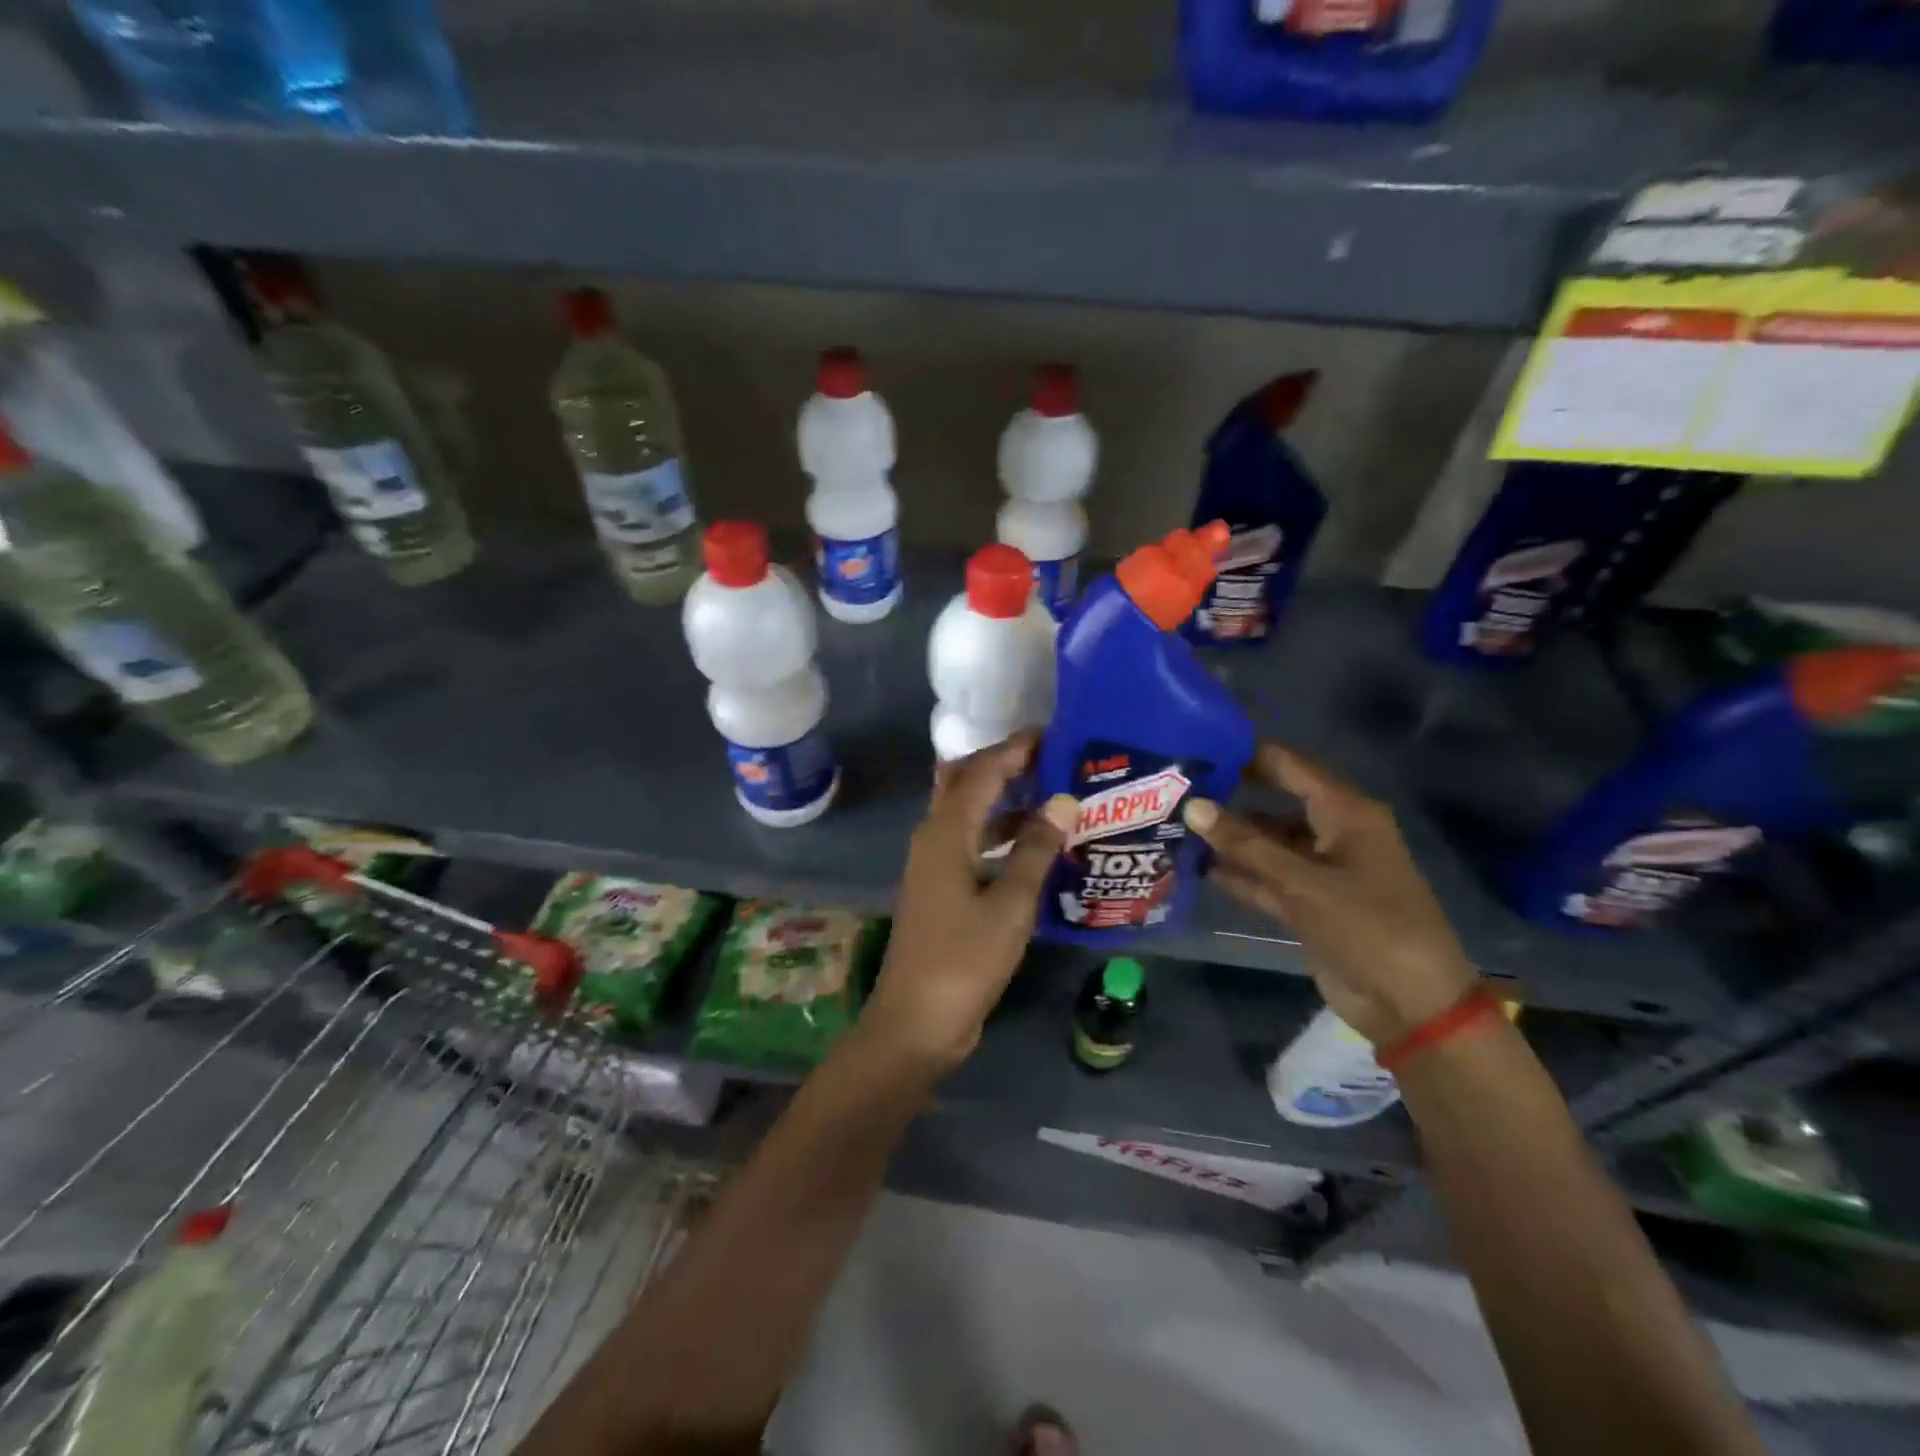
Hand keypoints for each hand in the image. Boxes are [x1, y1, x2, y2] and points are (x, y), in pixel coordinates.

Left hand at [862, 732, 1076, 1071]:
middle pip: (968, 785)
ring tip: (1056, 800)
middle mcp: (934, 838)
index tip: (1052, 734)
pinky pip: (973, 847)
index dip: (1015, 749)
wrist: (915, 1022)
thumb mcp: (1010, 904)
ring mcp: (934, 866)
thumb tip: (1063, 800)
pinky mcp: (941, 891)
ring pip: (971, 817)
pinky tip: (1036, 850)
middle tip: (1053, 762)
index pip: (982, 772)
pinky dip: (1001, 839)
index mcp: (946, 832)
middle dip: (1006, 768)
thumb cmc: (964, 959)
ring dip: (1007, 805)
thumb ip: (1036, 850)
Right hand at [1183, 742, 1480, 1046]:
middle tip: (1174, 792)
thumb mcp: (1303, 882)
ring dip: (1228, 840)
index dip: (1244, 755)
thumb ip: (1246, 844)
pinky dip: (1238, 874)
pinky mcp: (1308, 903)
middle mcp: (1332, 833)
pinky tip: (1197, 868)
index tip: (1196, 748)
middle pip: (1272, 803)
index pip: (1288, 766)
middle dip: (1228, 799)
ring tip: (1175, 828)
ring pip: (1266, 843)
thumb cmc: (1368, 927)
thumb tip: (1193, 806)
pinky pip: (1266, 878)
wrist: (1411, 1004)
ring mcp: (1319, 870)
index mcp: (1345, 812)